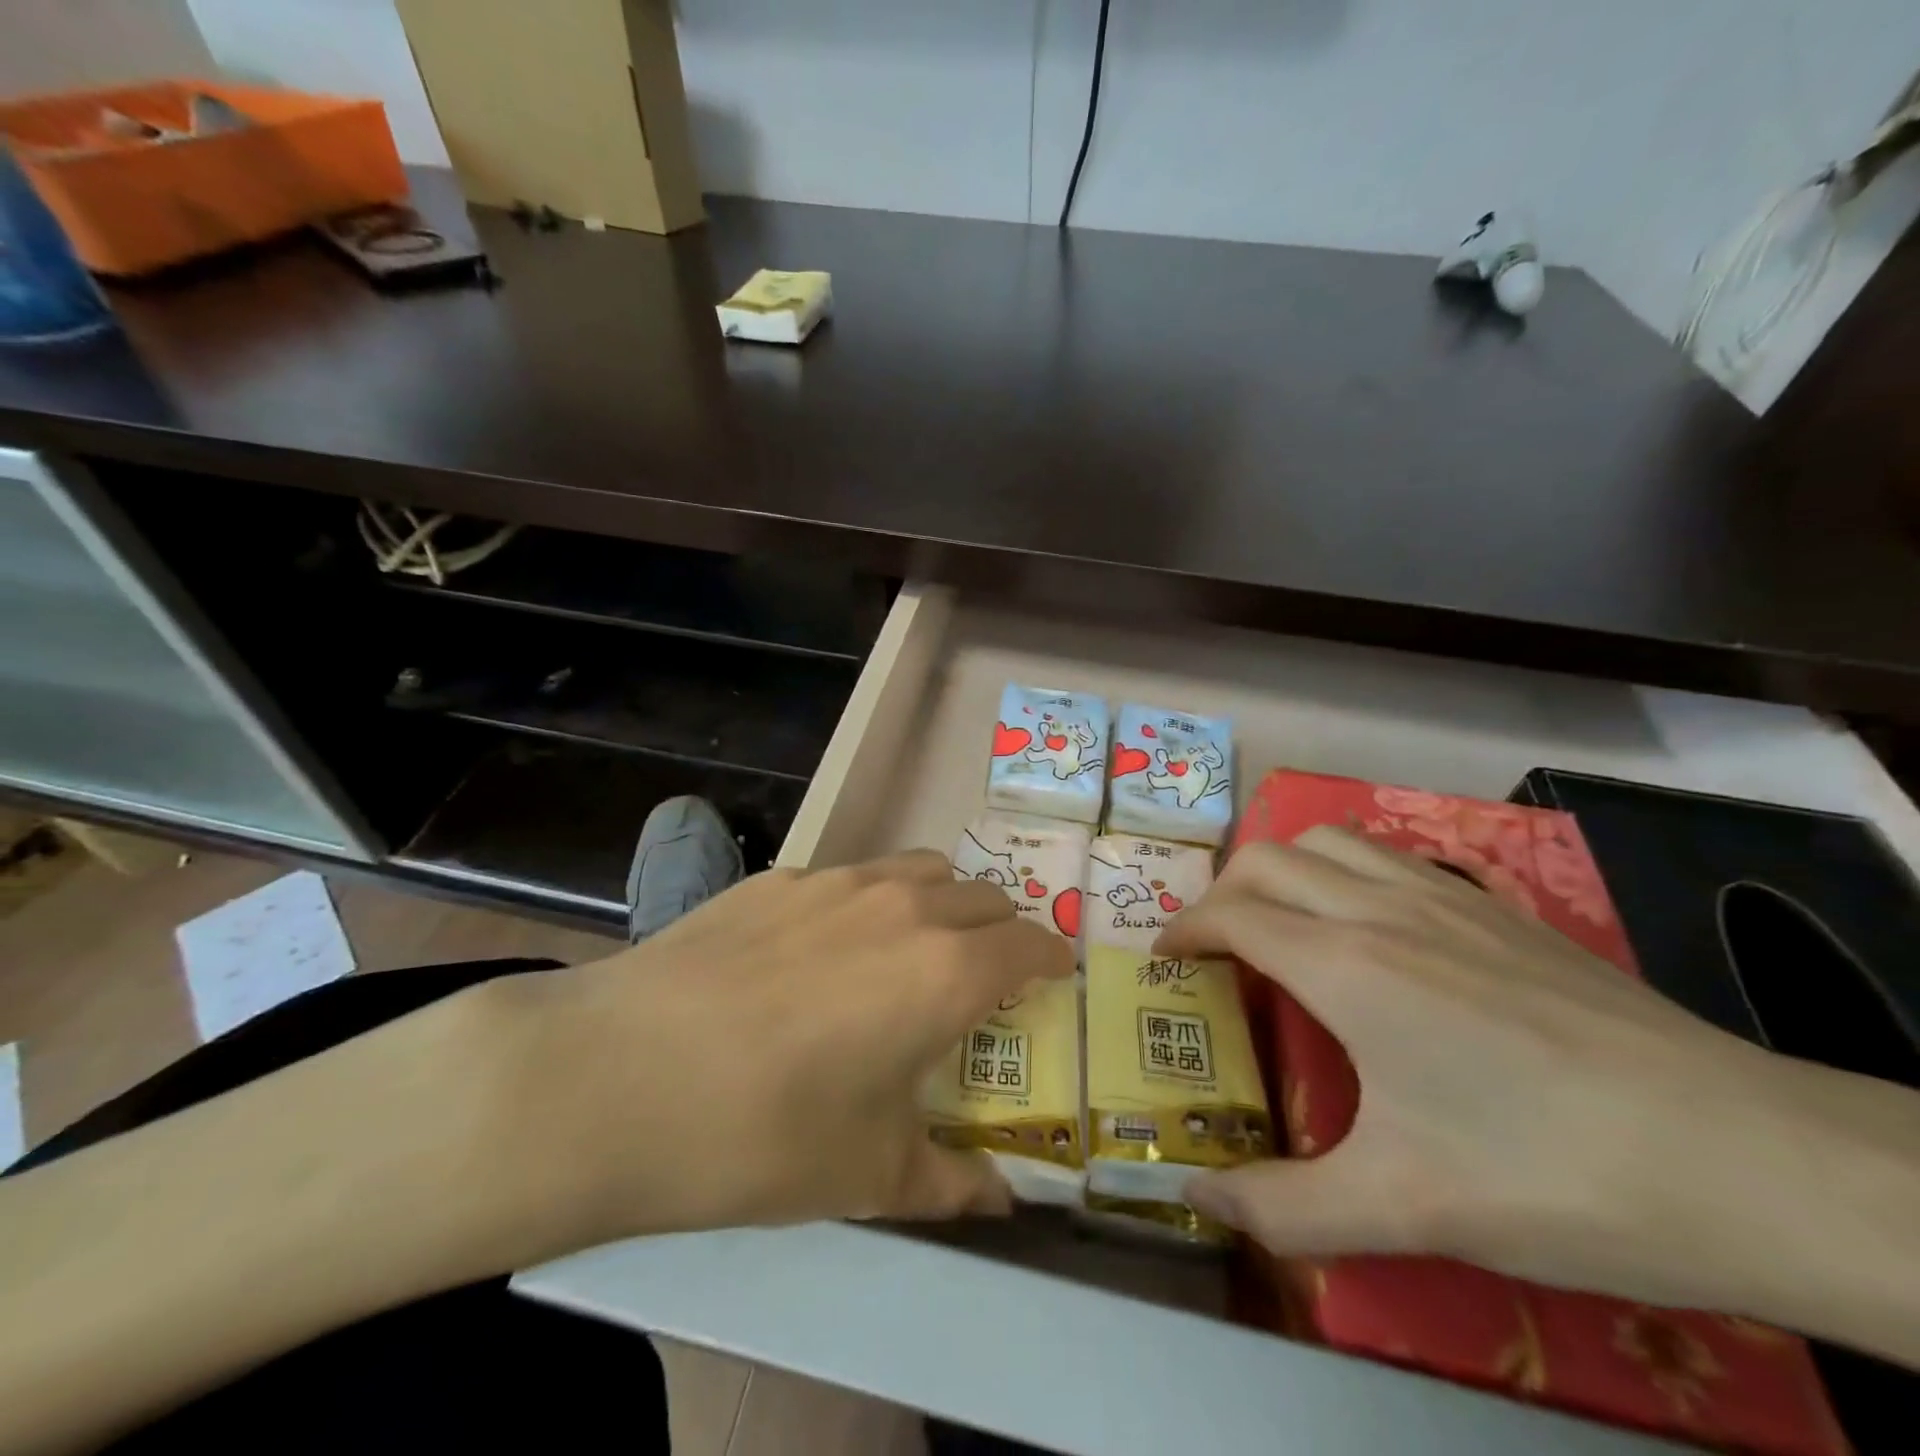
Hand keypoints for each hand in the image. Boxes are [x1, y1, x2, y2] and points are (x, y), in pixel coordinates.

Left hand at [507, 851, 1074, 1251]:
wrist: (619, 1075)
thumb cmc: (765, 1134)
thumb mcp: (869, 1175)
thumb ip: (951, 1184)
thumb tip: (1000, 1202)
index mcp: (946, 969)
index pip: (1029, 943)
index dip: (1051, 958)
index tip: (1054, 974)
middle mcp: (904, 906)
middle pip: (983, 896)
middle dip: (1000, 929)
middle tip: (983, 973)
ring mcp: (837, 882)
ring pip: (921, 869)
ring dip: (940, 901)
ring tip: (913, 947)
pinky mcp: (778, 878)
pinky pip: (852, 876)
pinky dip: (870, 901)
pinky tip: (821, 950)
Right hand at [1153, 826, 1878, 1315]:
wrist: (1753, 1159)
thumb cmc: (1554, 1174)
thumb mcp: (1406, 1207)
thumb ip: (1284, 1207)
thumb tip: (1193, 1196)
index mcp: (1346, 965)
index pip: (1232, 916)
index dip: (1184, 931)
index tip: (1164, 960)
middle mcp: (1382, 910)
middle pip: (1268, 860)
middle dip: (1221, 892)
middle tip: (1214, 946)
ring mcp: (1447, 900)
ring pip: (1331, 842)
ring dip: (1284, 870)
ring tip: (1280, 923)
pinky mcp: (1499, 910)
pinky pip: (1391, 859)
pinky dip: (1347, 871)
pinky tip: (1372, 929)